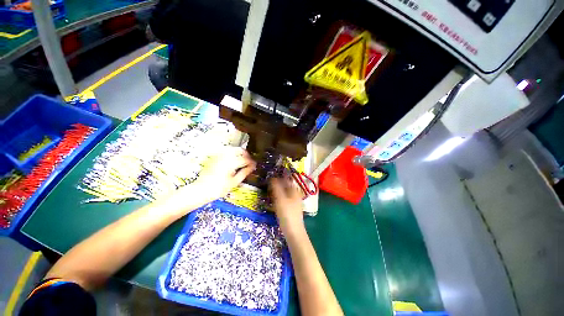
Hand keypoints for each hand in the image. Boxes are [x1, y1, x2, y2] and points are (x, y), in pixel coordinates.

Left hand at [193, 147, 255, 200]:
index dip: (251, 162)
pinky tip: (233, 160)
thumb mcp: (234, 182)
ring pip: (232, 149)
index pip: (245, 159)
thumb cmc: (219, 188)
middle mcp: (225, 157)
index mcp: (231, 163)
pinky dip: (232, 153)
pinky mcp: (215, 158)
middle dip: (246, 154)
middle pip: (239, 150)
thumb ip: (244, 172)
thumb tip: (252, 167)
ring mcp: (219, 156)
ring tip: (242, 159)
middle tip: (249, 160)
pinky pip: (226, 152)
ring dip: (239, 152)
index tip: (255, 165)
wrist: (201, 190)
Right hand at [270, 177, 304, 232]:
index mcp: (294, 190)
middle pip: (285, 186)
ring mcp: (294, 202)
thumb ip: (276, 187)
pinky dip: (278, 198)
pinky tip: (273, 201)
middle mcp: (295, 194)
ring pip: (284, 193)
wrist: (293, 232)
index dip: (278, 177)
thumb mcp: (280, 199)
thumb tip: (272, 177)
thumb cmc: (287, 213)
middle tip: (267, 184)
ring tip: (268, 191)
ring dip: (277, 191)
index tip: (269, 177)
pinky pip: (284, 199)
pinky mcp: (291, 209)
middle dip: (277, 184)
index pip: (286, 179)